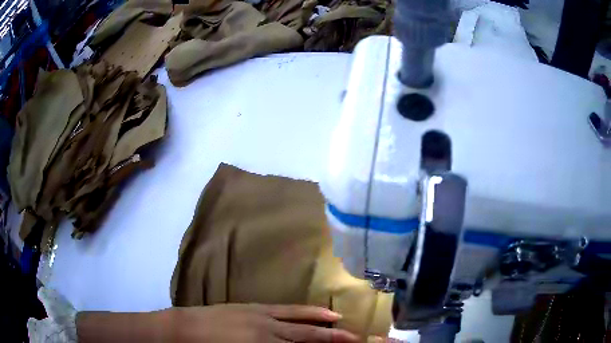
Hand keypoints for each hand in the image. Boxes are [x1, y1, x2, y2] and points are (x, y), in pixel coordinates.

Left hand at [168, 304, 359, 342]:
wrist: (185, 329)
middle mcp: (270, 331)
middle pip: (308, 337)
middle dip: (333, 340)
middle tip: (354, 340)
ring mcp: (264, 316)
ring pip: (302, 321)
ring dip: (325, 324)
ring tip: (345, 326)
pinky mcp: (257, 307)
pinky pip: (289, 309)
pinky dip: (309, 311)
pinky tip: (321, 311)